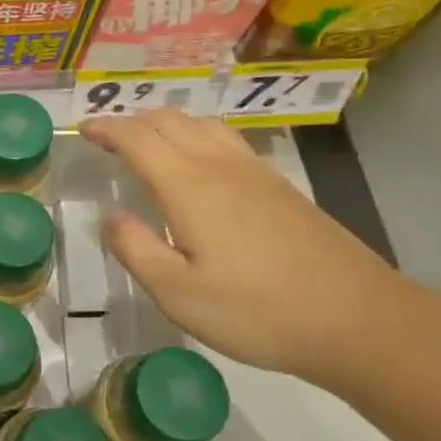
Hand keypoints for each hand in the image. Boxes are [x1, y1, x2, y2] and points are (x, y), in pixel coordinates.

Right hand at [82, 111, 426, 387]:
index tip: (83, 130)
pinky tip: (199, 163)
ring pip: (202, 124)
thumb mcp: (177, 294)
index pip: (138, 139)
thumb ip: (136, 249)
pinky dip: (197, 135)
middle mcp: (220, 167)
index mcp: (189, 187)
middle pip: (170, 121)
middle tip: (108, 138)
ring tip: (149, 142)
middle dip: (133, 121)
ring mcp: (256, 173)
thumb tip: (111, 217)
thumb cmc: (257, 311)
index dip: (107, 129)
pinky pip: (227, 141)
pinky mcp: (281, 187)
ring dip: (167, 124)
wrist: (357, 319)